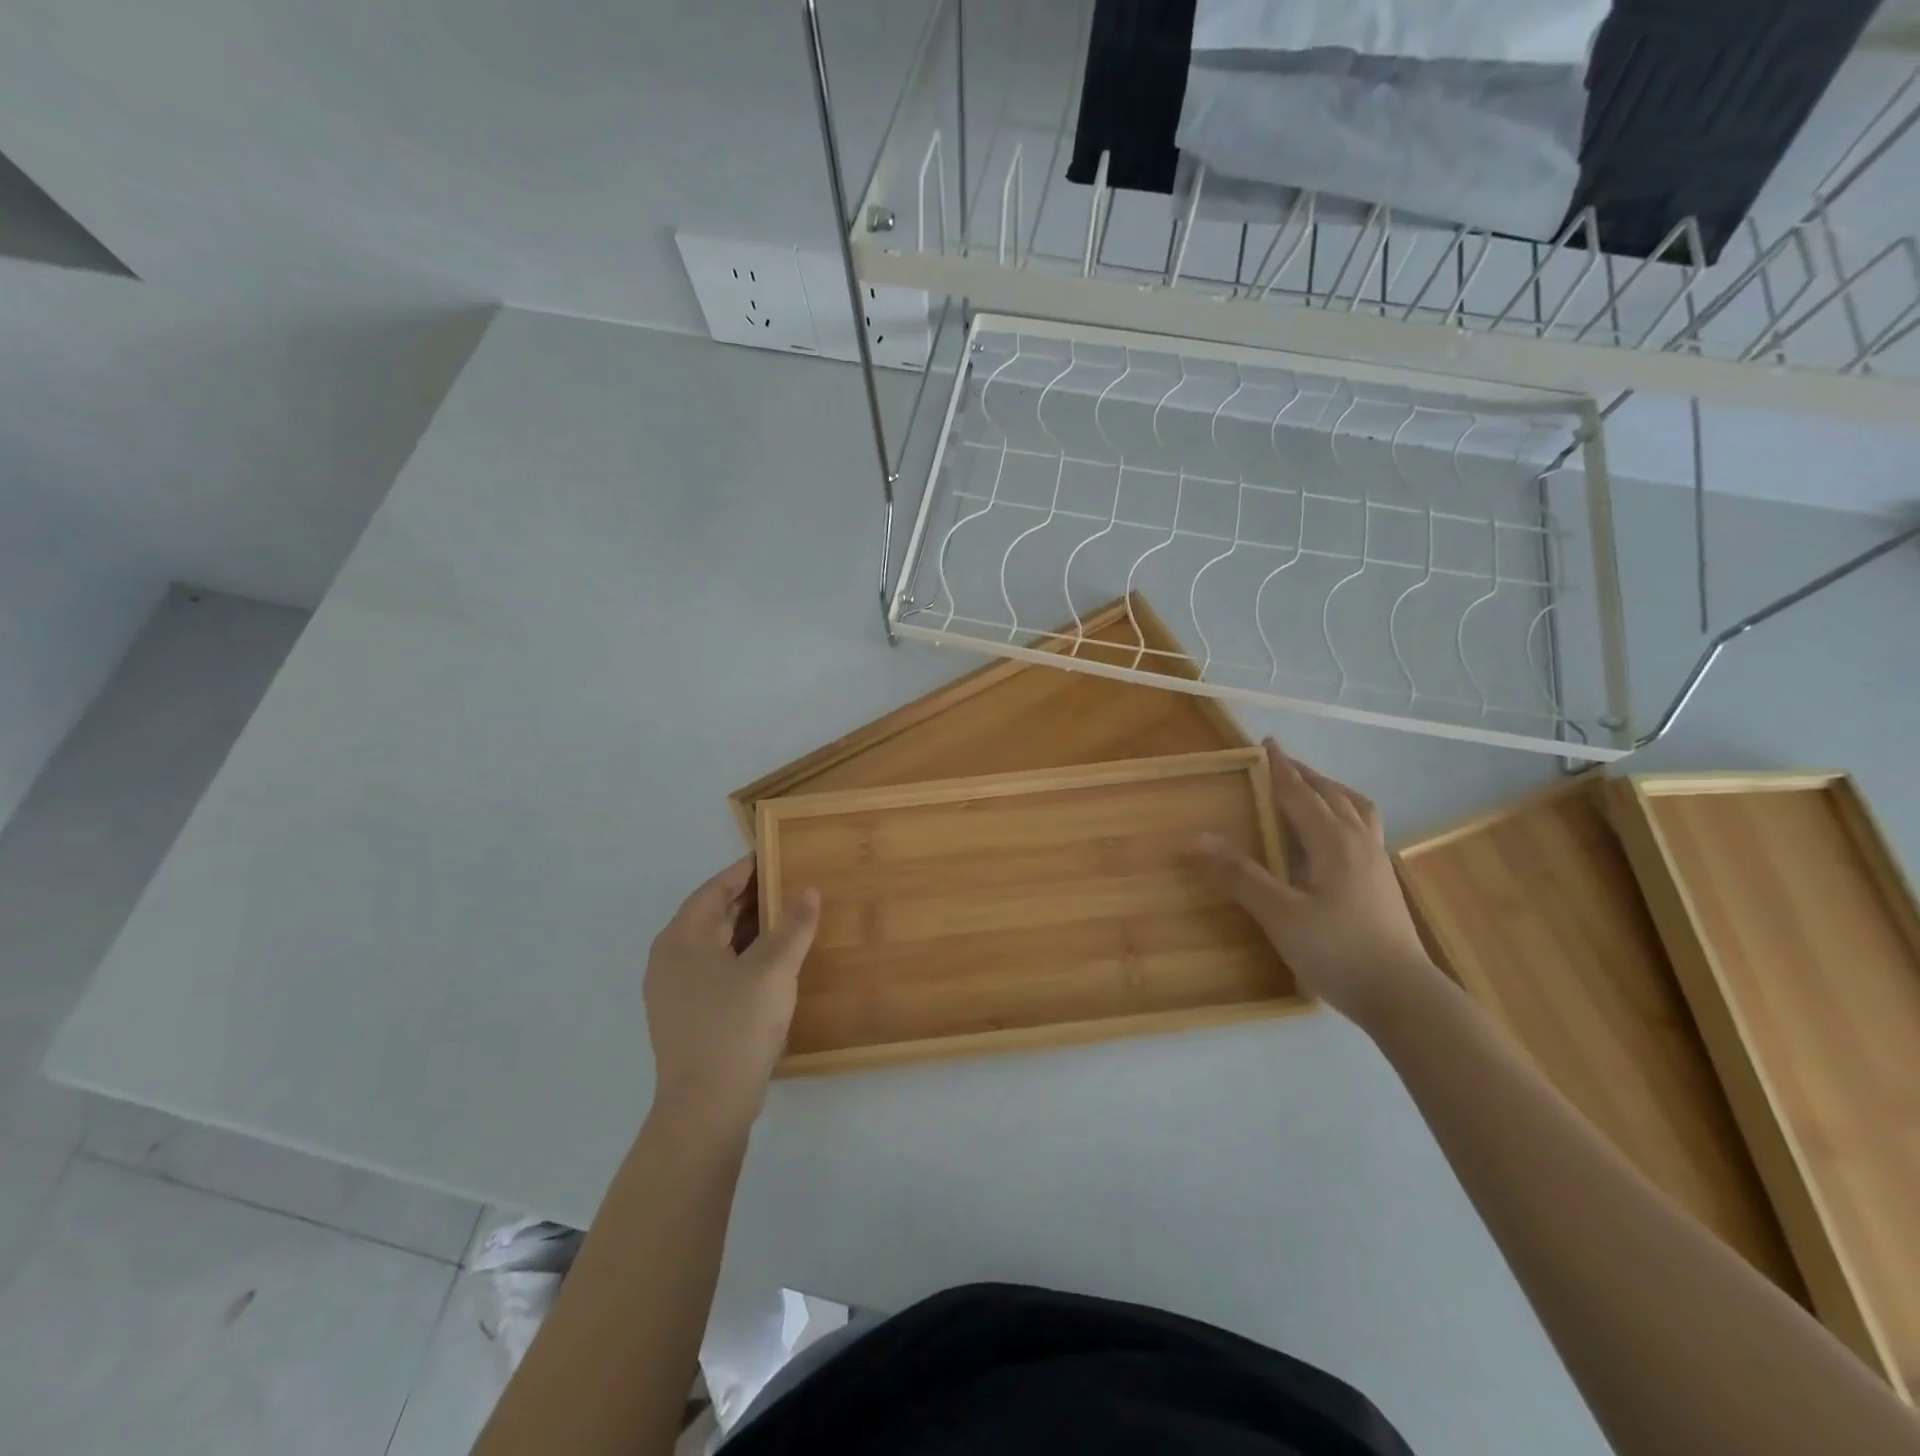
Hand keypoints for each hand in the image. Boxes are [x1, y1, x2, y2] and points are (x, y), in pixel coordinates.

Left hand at [644, 857, 820, 1133]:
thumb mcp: (773, 970)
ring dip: (749, 929)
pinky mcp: (687, 1017)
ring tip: (788, 916)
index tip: (773, 854)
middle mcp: (670, 960)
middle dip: (750, 899)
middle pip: (713, 916)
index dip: (745, 870)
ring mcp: (675, 991)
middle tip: (788, 882)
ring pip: (716, 945)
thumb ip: (793, 926)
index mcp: (682, 939)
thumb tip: (808, 891)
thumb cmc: (736, 1026)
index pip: (714, 889)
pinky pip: (717, 970)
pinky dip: (744, 956)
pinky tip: (773, 963)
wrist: (706, 1108)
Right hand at [1199, 740, 1442, 1027]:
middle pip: (1332, 794)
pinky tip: (1333, 836)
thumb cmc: (1337, 951)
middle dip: (1305, 775)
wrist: (1402, 996)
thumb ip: (1241, 875)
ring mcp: (1376, 861)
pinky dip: (1344, 813)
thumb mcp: (1280, 914)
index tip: (1268, 743)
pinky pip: (1364, 828)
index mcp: (1333, 842)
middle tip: (1281, 763)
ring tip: (1312, 790)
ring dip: (1331, 791)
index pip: (1301, 793)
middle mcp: (1358, 842)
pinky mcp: (1383, 882)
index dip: (1281, 768)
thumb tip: (1200, 838)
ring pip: (1356, 809)